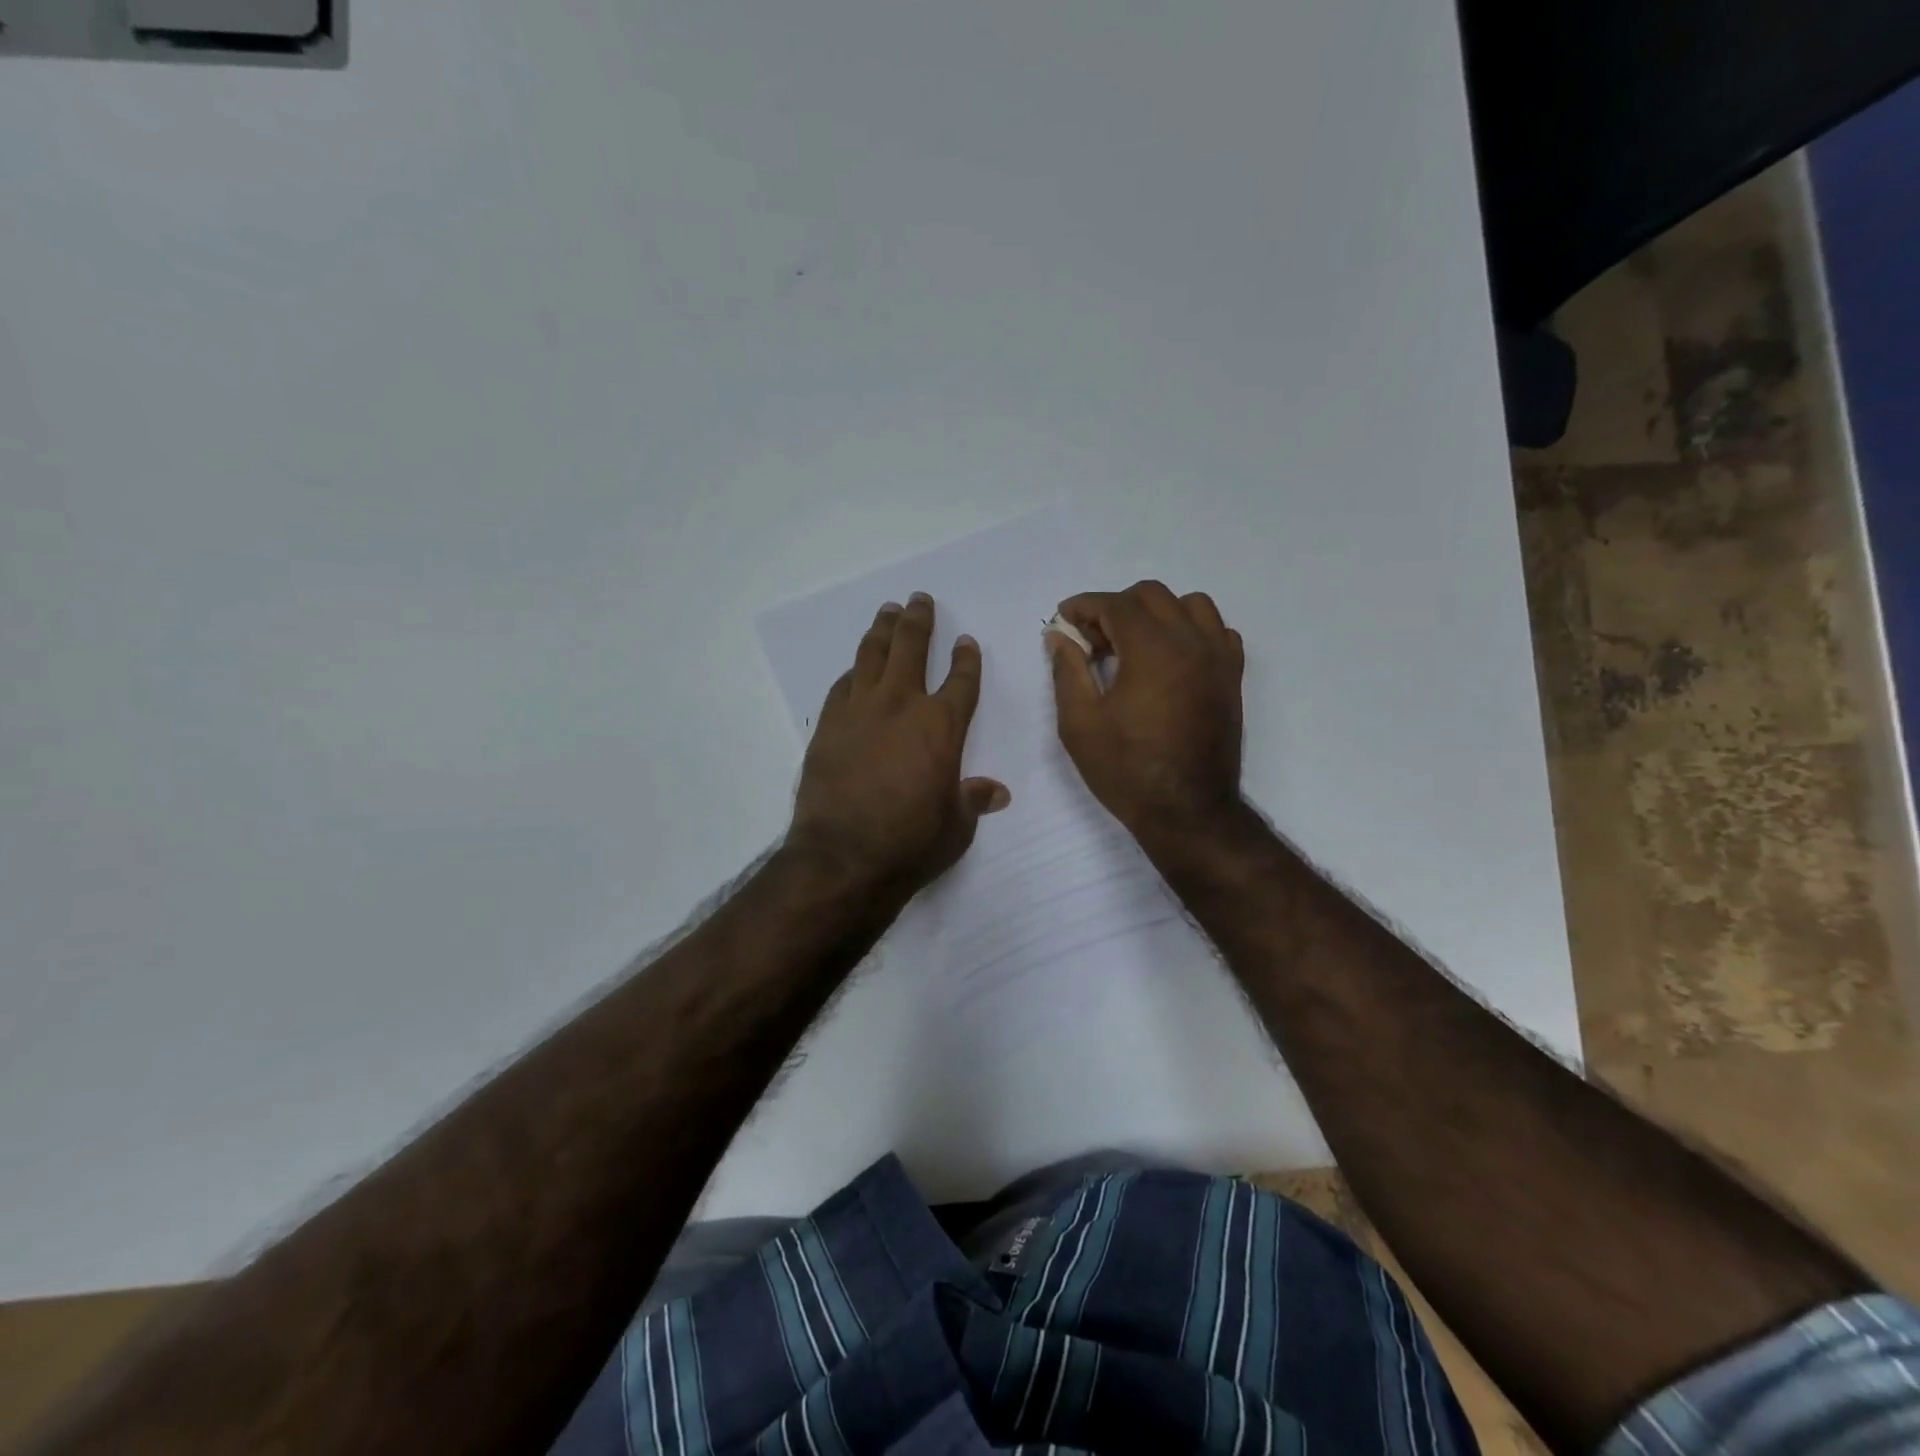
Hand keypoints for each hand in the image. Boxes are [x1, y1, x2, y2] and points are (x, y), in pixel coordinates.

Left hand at [789, 593, 1009, 895]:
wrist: (842, 856)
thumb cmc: (910, 843)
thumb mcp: (956, 826)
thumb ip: (973, 800)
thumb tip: (997, 792)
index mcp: (941, 726)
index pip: (960, 679)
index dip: (965, 658)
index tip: (965, 641)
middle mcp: (901, 705)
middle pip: (911, 648)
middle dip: (918, 620)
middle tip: (919, 599)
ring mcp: (860, 711)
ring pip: (872, 655)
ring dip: (882, 630)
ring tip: (887, 612)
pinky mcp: (828, 725)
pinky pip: (843, 685)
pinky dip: (854, 671)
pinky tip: (856, 668)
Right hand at [1048, 580, 1244, 837]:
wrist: (1187, 811)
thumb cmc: (1126, 770)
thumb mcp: (1079, 723)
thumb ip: (1067, 670)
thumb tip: (1060, 635)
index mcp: (1152, 649)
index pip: (1115, 604)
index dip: (1083, 606)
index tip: (1063, 620)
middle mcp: (1191, 641)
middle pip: (1152, 595)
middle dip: (1115, 607)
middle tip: (1093, 640)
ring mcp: (1218, 657)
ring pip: (1190, 605)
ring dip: (1156, 613)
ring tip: (1134, 645)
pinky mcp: (1232, 677)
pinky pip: (1217, 631)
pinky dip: (1191, 631)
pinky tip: (1170, 660)